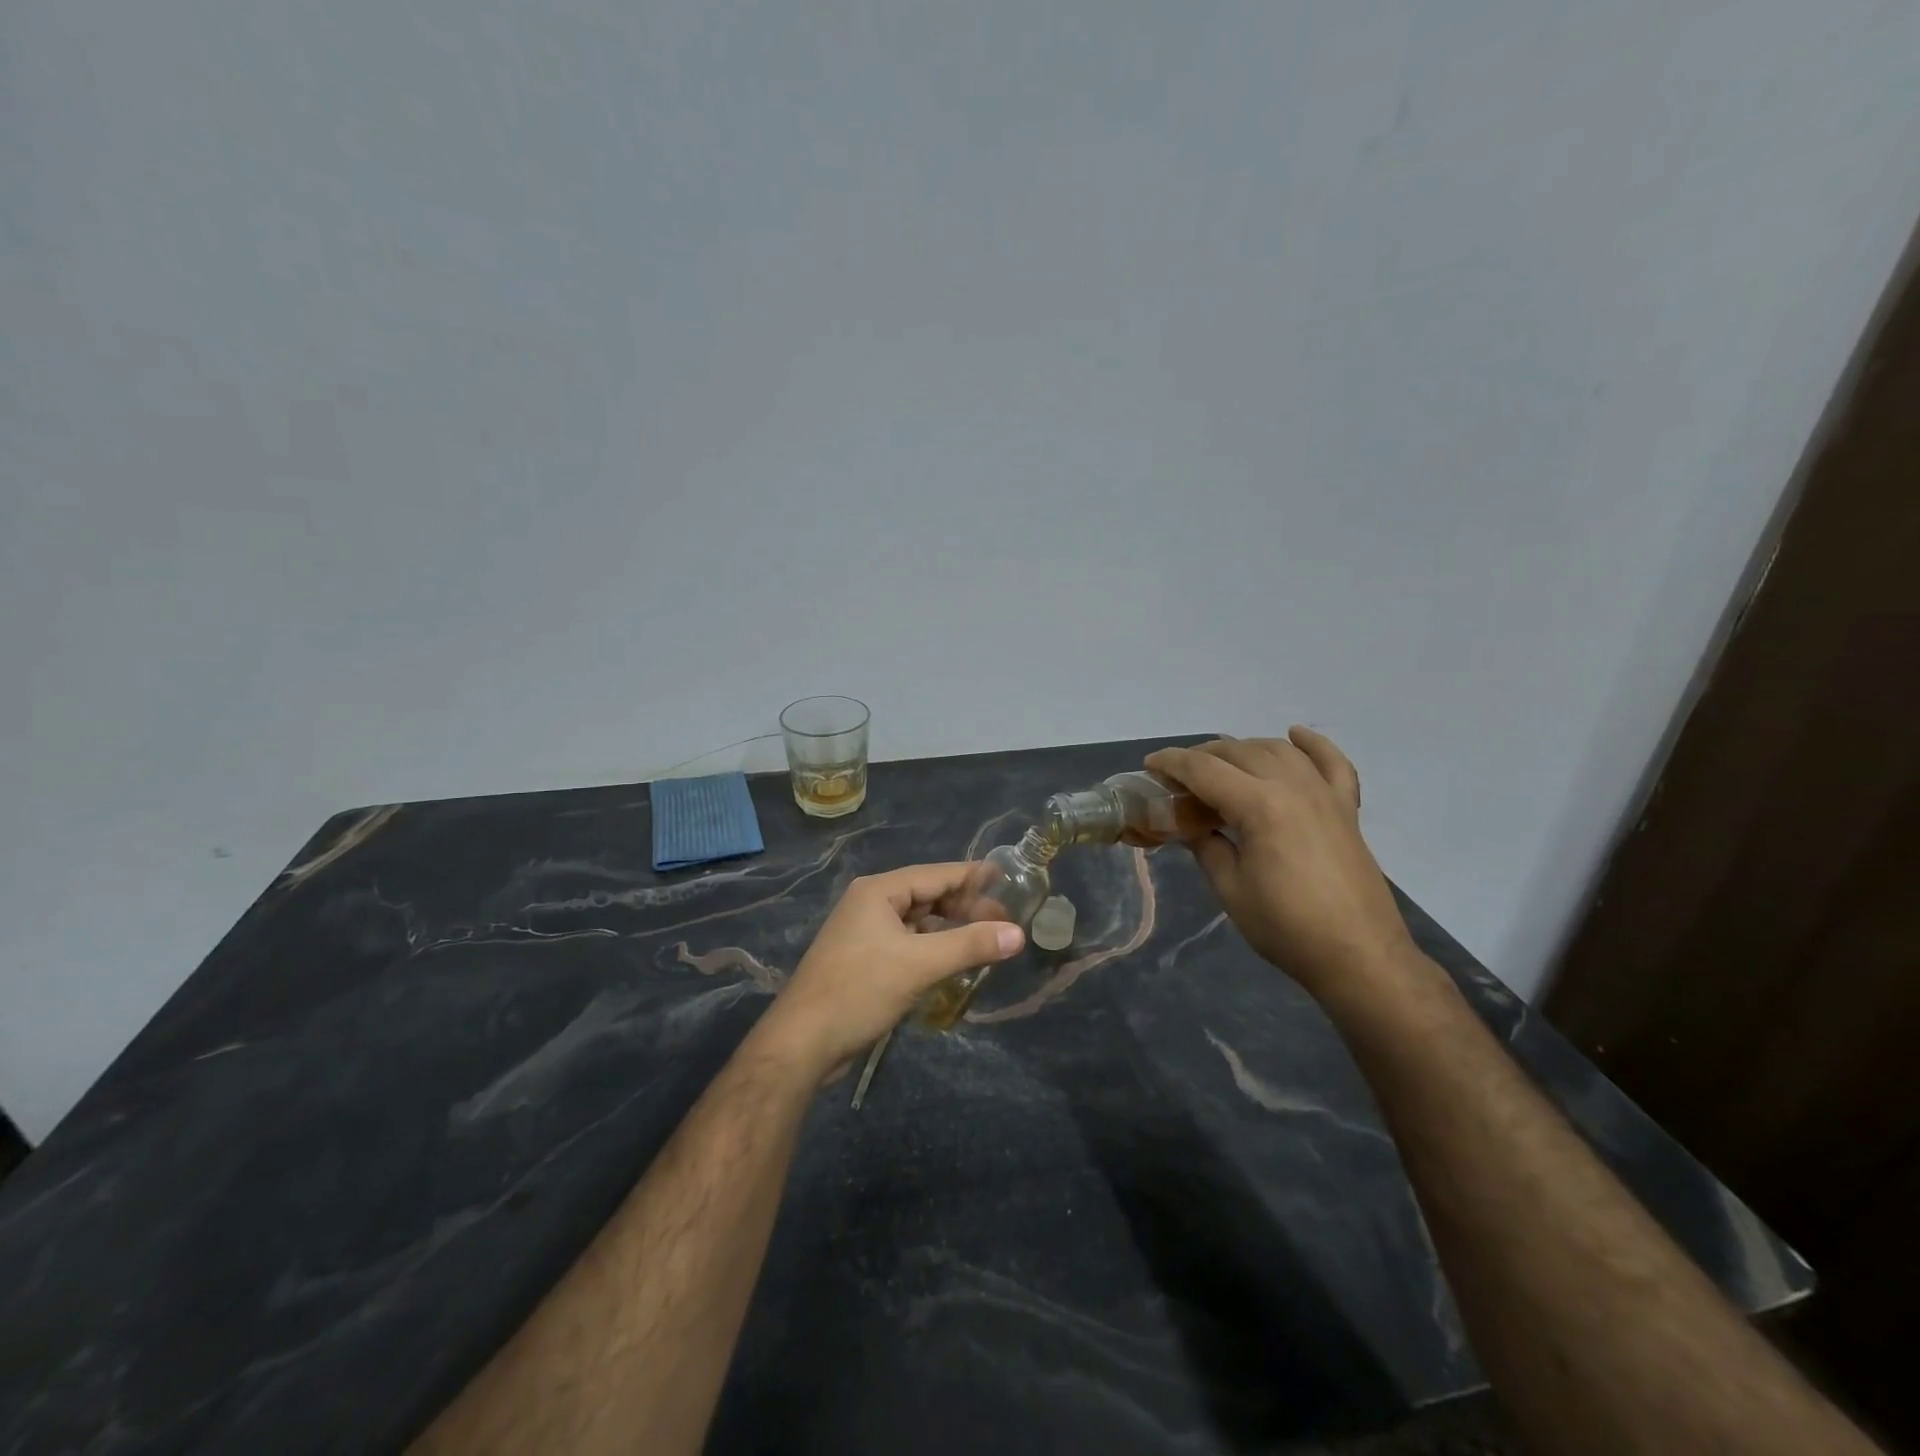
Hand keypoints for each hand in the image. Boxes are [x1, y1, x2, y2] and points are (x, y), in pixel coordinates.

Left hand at [758, 863, 1025, 1075]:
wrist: (802, 1042)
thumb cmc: (860, 991)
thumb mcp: (920, 965)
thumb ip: (970, 945)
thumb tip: (1018, 934)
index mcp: (879, 891)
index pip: (937, 874)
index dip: (974, 877)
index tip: (1009, 879)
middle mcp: (870, 904)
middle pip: (928, 896)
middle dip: (965, 907)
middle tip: (1005, 921)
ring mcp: (864, 932)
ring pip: (918, 922)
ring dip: (950, 929)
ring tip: (986, 941)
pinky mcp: (863, 959)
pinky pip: (907, 943)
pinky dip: (932, 948)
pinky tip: (953, 963)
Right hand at [1145, 729, 1414, 997]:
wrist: (1359, 956)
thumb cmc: (1286, 928)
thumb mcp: (1230, 889)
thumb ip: (1206, 846)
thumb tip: (1191, 826)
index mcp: (1259, 806)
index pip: (1205, 770)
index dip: (1172, 764)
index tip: (1149, 765)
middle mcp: (1293, 787)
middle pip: (1239, 752)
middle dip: (1202, 756)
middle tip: (1178, 777)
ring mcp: (1325, 794)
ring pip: (1277, 750)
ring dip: (1243, 749)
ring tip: (1221, 765)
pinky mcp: (1346, 809)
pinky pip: (1332, 763)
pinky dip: (1313, 745)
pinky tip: (1294, 735)